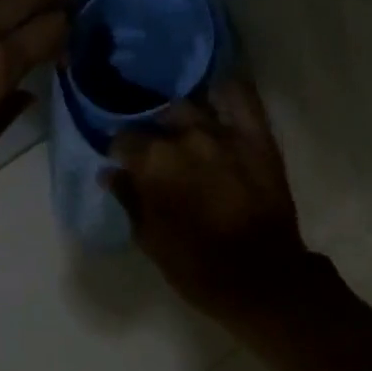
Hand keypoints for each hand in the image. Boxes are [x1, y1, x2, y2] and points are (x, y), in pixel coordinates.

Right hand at [106, 77, 314, 326]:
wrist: (261, 277)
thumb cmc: (196, 266)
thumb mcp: (150, 239)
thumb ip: (129, 199)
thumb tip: (110, 173)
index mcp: (153, 163)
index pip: (124, 140)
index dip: (121, 153)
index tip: (125, 165)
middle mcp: (185, 137)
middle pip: (157, 120)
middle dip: (151, 134)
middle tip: (155, 152)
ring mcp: (224, 132)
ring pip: (191, 106)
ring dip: (181, 117)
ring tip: (182, 131)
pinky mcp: (256, 136)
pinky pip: (240, 96)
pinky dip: (225, 92)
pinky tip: (216, 99)